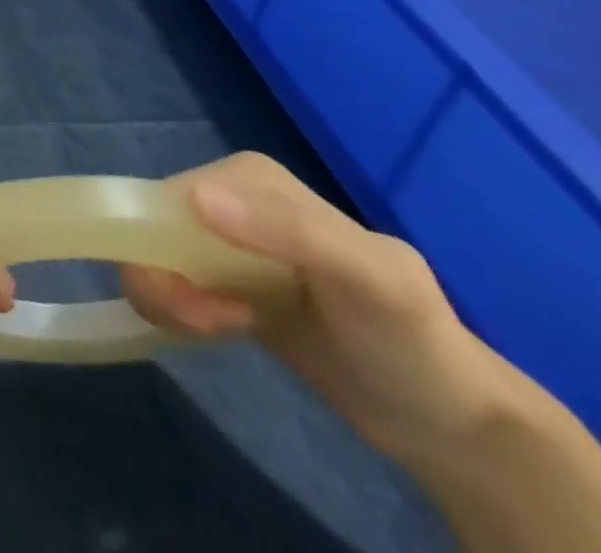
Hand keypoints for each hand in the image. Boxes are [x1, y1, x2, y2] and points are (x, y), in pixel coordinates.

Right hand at [120, 152, 508, 462]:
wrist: (450, 422)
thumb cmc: (412, 340)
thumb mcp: (370, 280)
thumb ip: (290, 230)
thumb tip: (195, 198)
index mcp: (250, 178)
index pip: (169, 198)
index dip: (166, 248)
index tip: (208, 306)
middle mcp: (227, 197)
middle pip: (152, 225)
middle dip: (167, 279)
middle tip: (214, 324)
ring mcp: (221, 240)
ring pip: (149, 253)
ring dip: (169, 298)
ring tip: (220, 330)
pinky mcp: (219, 280)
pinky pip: (163, 279)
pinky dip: (175, 309)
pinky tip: (221, 330)